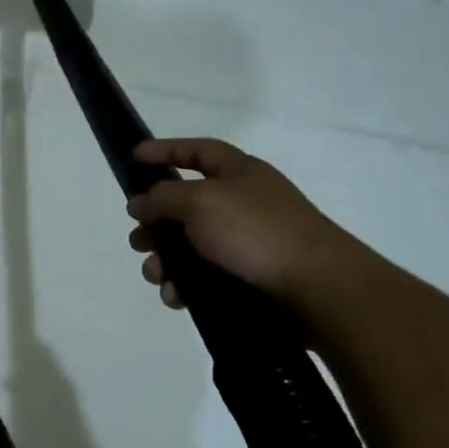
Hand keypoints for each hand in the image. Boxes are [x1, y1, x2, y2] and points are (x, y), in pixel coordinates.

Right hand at [125, 137, 348, 308]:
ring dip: (164, 260)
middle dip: (155, 223)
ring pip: (189, 247)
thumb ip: (162, 197)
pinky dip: (185, 286)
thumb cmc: (255, 230)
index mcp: (238, 172)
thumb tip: (140, 203)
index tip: (133, 158)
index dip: (164, 150)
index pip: (196, 151)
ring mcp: (246, 242)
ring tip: (155, 275)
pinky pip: (204, 278)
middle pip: (185, 205)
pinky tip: (175, 298)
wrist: (315, 287)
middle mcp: (241, 203)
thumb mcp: (200, 201)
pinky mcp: (247, 278)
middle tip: (138, 240)